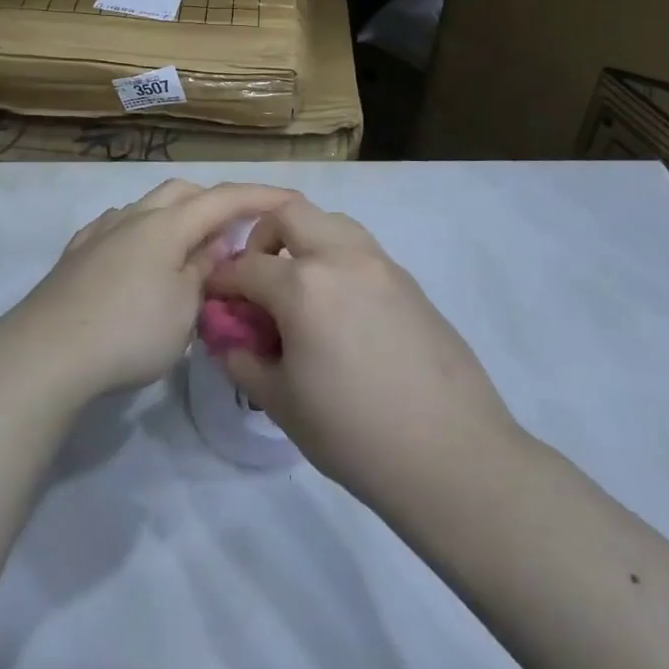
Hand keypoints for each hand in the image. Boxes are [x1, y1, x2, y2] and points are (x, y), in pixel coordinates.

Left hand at [0, 179, 298, 405]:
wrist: (45, 354)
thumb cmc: (128, 332)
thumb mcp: (184, 309)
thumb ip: (204, 270)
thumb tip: (215, 245)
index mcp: (166, 225)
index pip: (224, 199)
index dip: (261, 196)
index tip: (292, 199)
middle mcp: (133, 217)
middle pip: (182, 192)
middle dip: (214, 203)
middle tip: (236, 233)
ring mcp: (100, 233)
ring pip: (148, 208)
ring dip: (177, 219)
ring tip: (190, 252)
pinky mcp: (77, 255)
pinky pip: (120, 228)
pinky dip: (144, 235)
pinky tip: (140, 259)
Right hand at [207, 197, 521, 516]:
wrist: (452, 455)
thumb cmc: (354, 434)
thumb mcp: (281, 402)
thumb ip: (244, 359)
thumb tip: (229, 338)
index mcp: (303, 286)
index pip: (245, 266)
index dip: (222, 282)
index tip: (215, 300)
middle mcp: (342, 258)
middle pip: (289, 213)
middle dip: (261, 237)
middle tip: (257, 278)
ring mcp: (382, 265)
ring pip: (331, 221)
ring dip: (304, 239)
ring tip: (299, 287)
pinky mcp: (410, 282)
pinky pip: (362, 249)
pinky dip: (337, 259)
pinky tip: (339, 309)